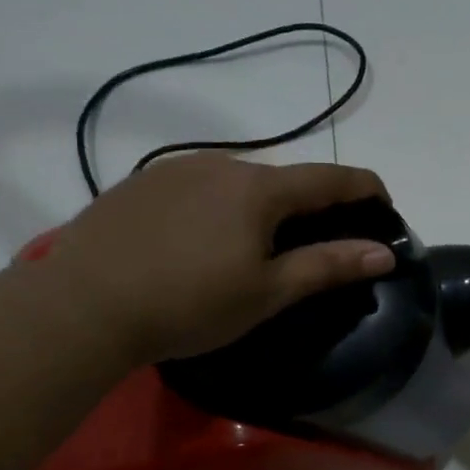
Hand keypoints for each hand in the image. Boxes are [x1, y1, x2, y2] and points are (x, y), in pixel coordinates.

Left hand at [44, 153, 395, 364]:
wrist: (84, 305)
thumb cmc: (189, 304)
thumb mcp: (267, 292)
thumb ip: (328, 266)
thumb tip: (383, 251)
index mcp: (259, 188)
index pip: (331, 178)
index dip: (366, 189)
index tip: (385, 206)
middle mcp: (221, 164)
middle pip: (283, 180)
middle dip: (309, 207)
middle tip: (312, 248)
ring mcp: (175, 169)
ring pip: (237, 183)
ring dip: (259, 209)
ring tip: (250, 252)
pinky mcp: (140, 184)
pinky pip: (197, 188)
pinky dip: (217, 209)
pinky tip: (198, 245)